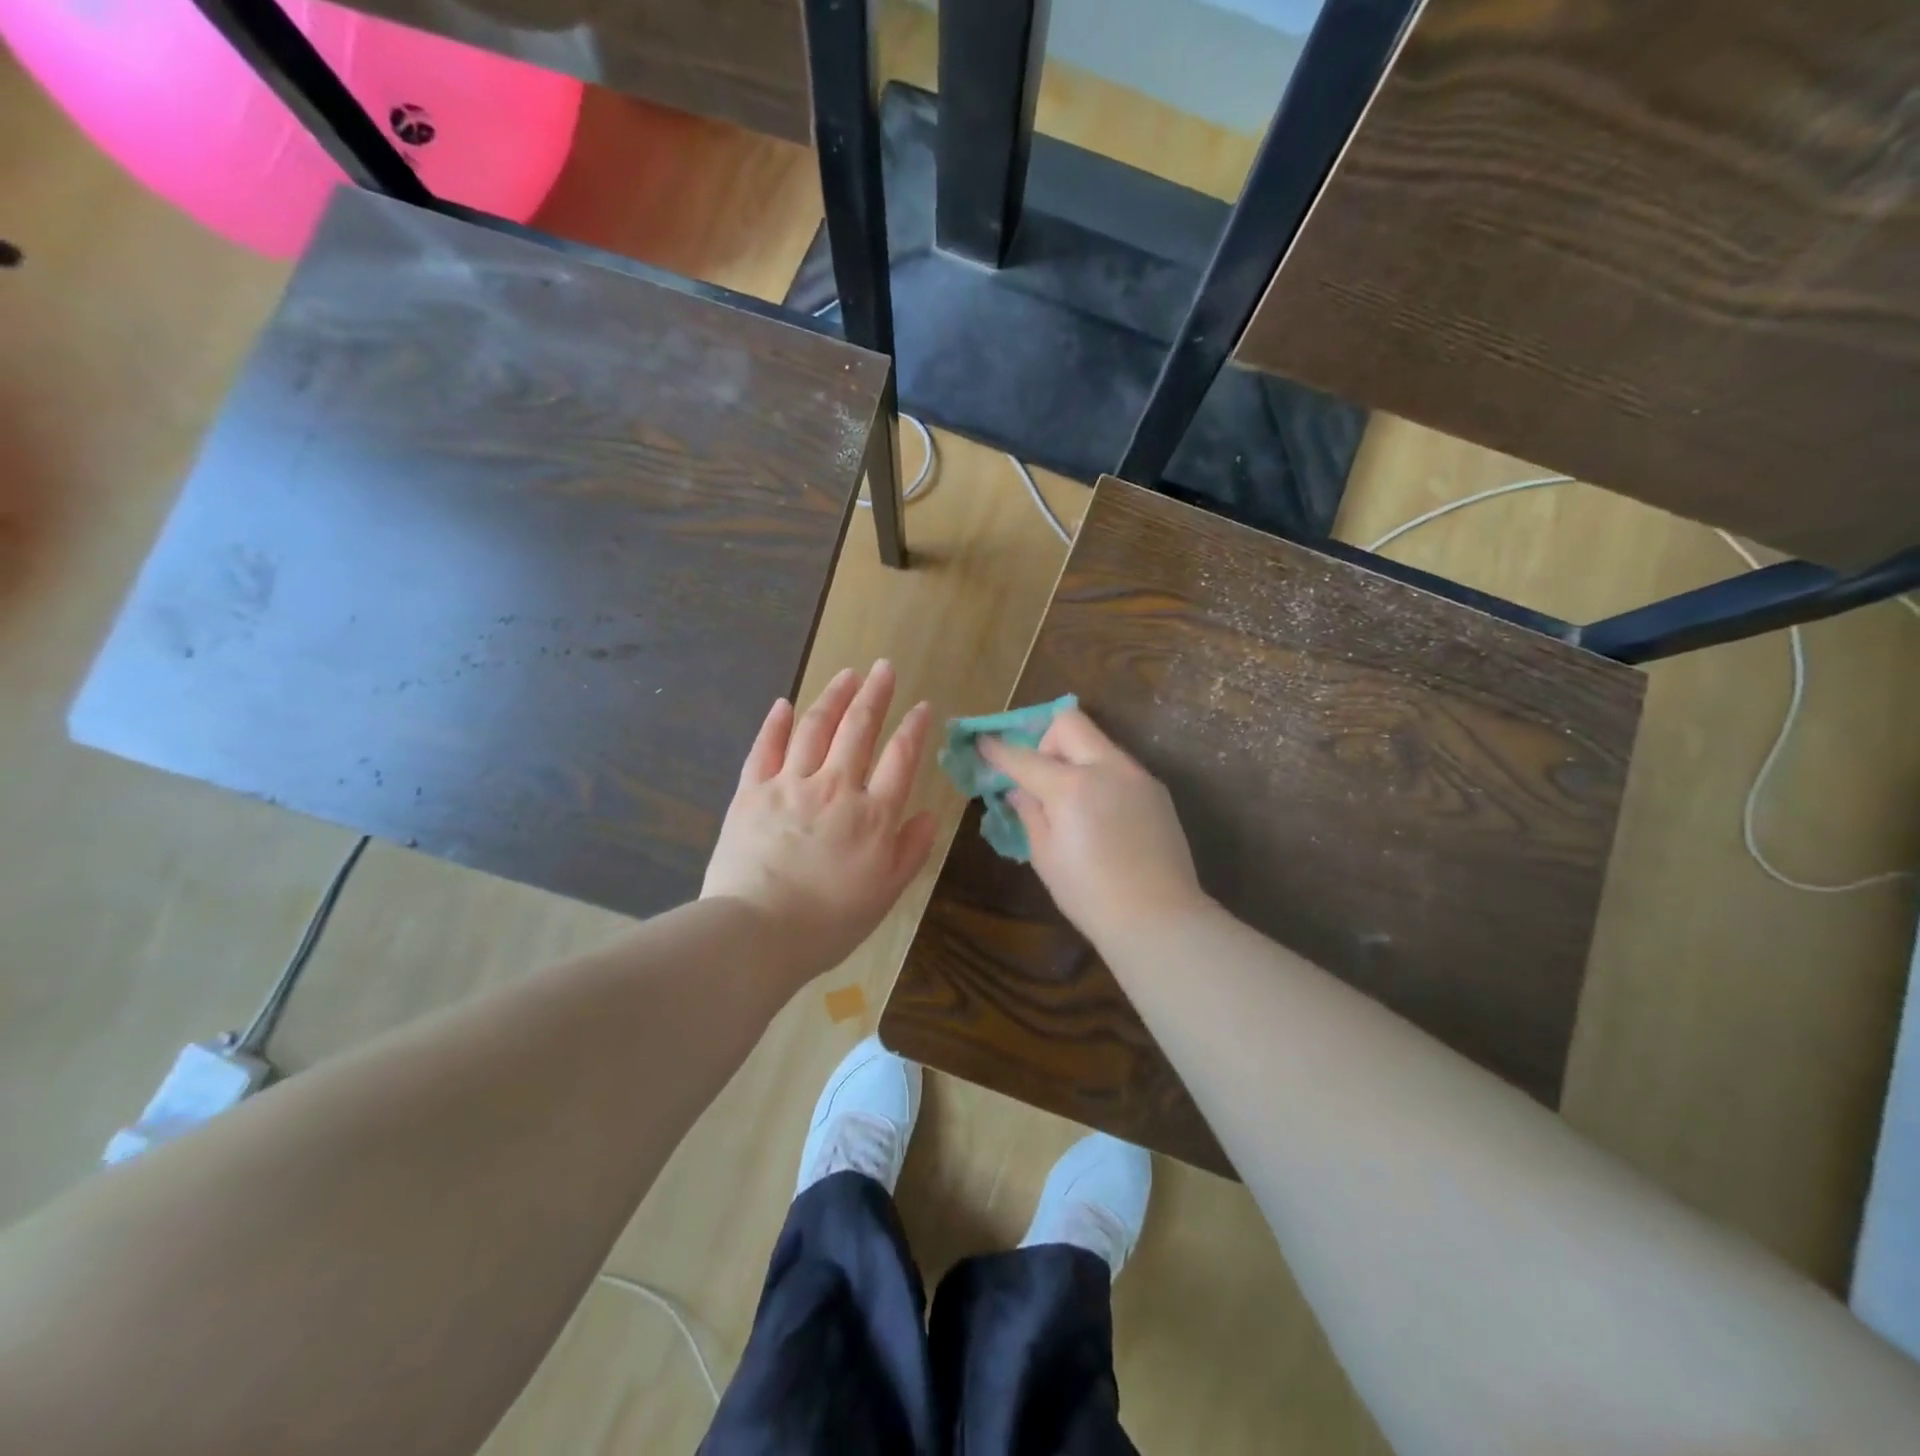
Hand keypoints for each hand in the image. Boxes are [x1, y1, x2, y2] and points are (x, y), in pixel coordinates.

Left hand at [703, 661, 937, 985]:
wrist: (756, 933)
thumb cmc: (828, 922)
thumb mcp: (885, 893)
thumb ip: (911, 850)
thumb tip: (930, 814)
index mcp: (872, 815)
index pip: (900, 758)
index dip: (914, 728)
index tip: (923, 706)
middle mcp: (834, 788)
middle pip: (858, 729)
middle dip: (874, 694)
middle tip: (884, 667)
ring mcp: (789, 785)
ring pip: (814, 727)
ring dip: (832, 696)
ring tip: (846, 674)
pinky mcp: (751, 792)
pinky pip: (765, 748)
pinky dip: (775, 723)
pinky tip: (785, 704)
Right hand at [979, 708, 1210, 945]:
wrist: (1159, 919)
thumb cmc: (1090, 895)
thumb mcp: (1045, 856)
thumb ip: (1030, 812)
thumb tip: (1020, 790)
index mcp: (1072, 787)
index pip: (1025, 758)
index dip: (998, 750)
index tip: (982, 743)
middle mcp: (1108, 768)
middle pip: (1069, 723)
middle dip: (1045, 740)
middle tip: (1039, 776)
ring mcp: (1137, 776)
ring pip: (1097, 742)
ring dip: (1075, 757)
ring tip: (1070, 800)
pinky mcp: (1156, 790)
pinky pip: (1118, 767)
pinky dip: (1099, 776)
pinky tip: (1100, 815)